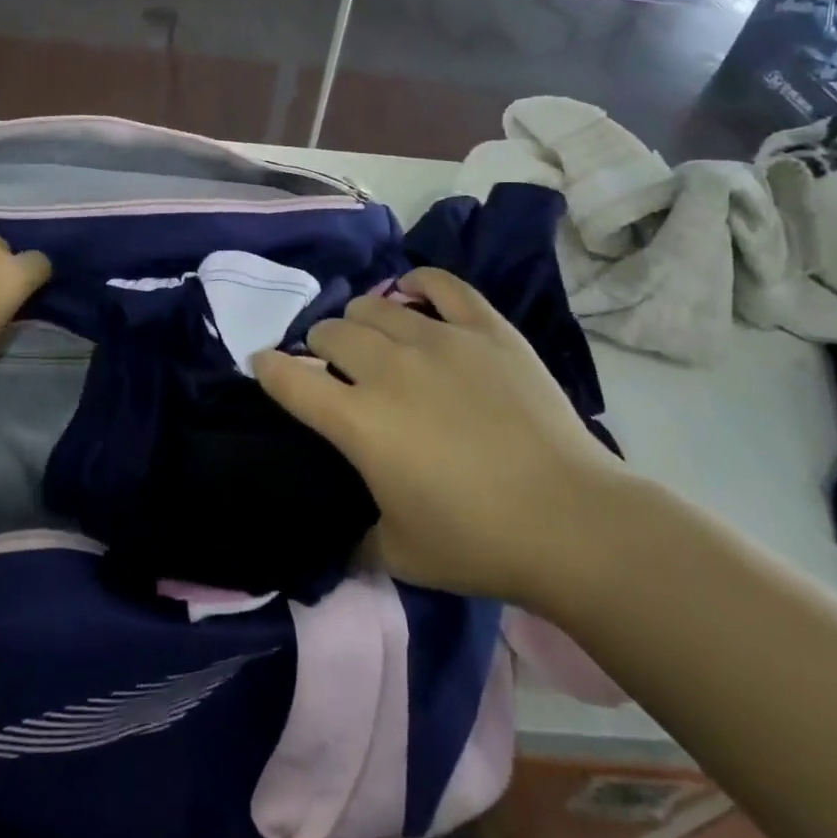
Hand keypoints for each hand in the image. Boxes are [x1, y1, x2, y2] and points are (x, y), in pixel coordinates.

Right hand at [252, 268, 626, 604]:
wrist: (573, 522)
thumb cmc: (478, 542)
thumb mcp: (400, 554)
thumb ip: (357, 540)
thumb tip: (340, 539)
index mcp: (358, 421)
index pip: (289, 378)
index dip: (268, 368)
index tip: (263, 365)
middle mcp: (387, 368)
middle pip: (331, 331)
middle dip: (320, 345)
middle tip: (334, 365)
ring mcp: (438, 340)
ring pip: (375, 305)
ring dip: (361, 320)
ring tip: (373, 337)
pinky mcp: (484, 329)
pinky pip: (441, 285)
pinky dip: (418, 284)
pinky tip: (412, 293)